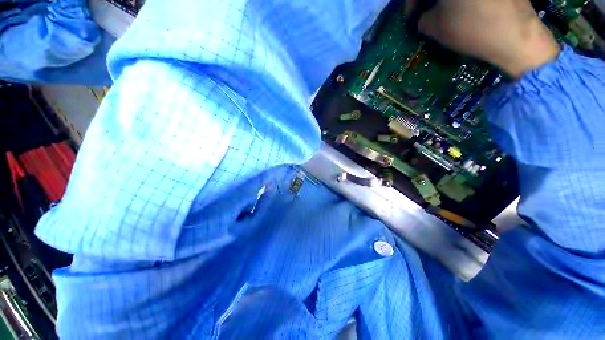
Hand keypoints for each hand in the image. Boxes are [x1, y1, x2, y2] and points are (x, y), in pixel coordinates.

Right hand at [415, 0, 559, 77]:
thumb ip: (422, 20)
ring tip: (446, 13)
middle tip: (427, 14)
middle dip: (429, 1)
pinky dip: (464, 1)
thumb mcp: (435, 28)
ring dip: (446, 1)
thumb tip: (423, 17)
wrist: (516, 34)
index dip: (411, 3)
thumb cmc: (470, 28)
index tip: (412, 18)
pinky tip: (464, 8)